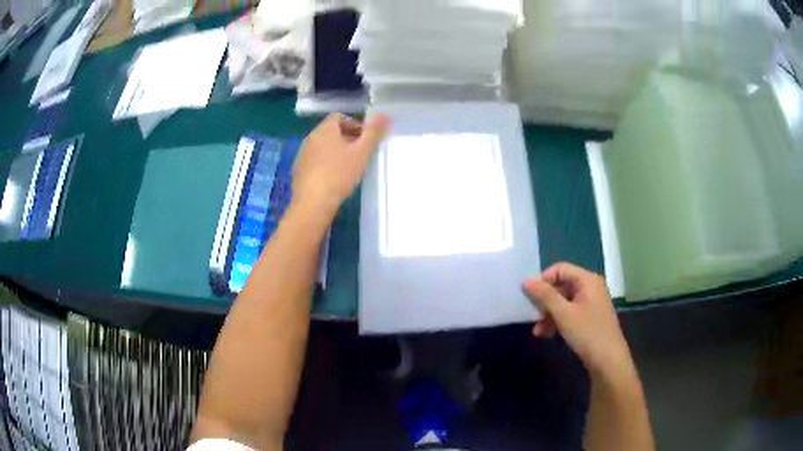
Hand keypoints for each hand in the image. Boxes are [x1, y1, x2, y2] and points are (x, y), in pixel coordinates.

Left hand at [293, 113, 389, 215]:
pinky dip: (325, 164)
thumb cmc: (339, 173)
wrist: (313, 202)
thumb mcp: (361, 153)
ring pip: (322, 147)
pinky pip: (315, 161)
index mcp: (325, 130)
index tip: (365, 138)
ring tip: (348, 167)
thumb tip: (385, 114)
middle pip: (330, 132)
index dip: (354, 124)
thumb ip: (373, 132)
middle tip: (360, 153)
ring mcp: (302, 155)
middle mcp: (310, 138)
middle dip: (346, 138)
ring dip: (335, 152)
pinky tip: (334, 179)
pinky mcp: (299, 171)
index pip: (339, 117)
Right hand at [522, 263, 634, 379]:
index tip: (529, 295)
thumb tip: (526, 280)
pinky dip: (557, 321)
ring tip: (537, 330)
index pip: (560, 269)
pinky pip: (569, 313)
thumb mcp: (563, 314)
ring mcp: (590, 303)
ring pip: (563, 301)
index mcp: (587, 280)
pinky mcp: (589, 318)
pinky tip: (546, 334)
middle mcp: (590, 287)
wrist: (608, 361)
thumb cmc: (587, 333)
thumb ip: (545, 296)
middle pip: (561, 285)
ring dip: (549, 314)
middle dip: (545, 300)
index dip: (543, 279)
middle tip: (531, 314)